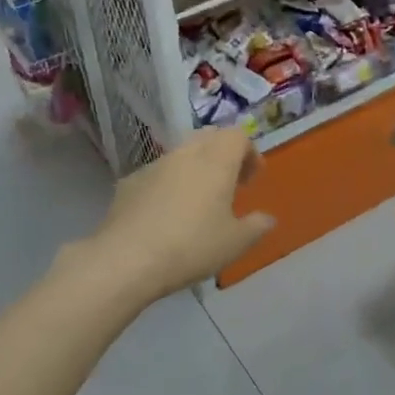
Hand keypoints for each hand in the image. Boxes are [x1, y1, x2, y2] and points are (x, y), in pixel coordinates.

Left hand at [82, 128, 274, 301]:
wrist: (127, 258)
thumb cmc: (191, 246)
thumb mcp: (234, 244)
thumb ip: (256, 227)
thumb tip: (267, 218)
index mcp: (216, 161)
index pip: (238, 136)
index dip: (249, 152)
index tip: (251, 179)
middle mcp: (186, 153)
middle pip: (209, 137)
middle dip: (223, 154)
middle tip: (228, 184)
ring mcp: (154, 164)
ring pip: (181, 153)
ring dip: (195, 167)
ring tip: (197, 201)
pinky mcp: (130, 181)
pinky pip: (158, 173)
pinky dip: (169, 183)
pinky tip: (165, 214)